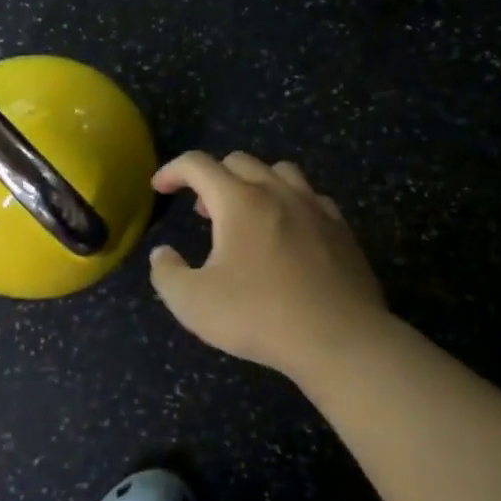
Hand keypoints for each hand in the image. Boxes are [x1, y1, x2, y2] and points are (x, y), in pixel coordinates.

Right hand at [148, 151, 387, 378]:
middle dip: (212, 177)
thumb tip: (163, 254)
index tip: (160, 188)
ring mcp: (314, 206)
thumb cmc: (260, 316)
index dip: (173, 170)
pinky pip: (311, 197)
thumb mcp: (194, 304)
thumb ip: (167, 273)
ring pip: (279, 171)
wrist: (341, 339)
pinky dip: (290, 202)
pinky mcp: (341, 228)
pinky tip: (288, 230)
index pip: (198, 165)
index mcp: (239, 201)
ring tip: (245, 214)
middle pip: (239, 161)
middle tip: (202, 211)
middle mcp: (277, 192)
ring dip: (254, 183)